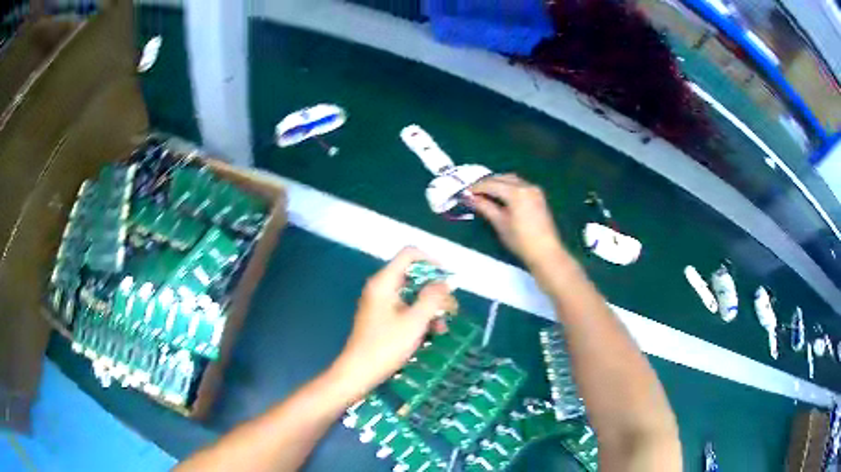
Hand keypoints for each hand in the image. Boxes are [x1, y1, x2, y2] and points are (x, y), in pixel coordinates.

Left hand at [332, 248, 456, 397]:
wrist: (359, 372)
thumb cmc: (386, 345)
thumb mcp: (415, 321)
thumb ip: (432, 298)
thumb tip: (445, 283)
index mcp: (384, 282)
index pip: (409, 254)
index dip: (431, 262)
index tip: (447, 281)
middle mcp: (381, 287)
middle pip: (413, 276)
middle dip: (435, 291)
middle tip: (451, 308)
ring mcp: (380, 303)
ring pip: (411, 295)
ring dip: (430, 308)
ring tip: (443, 327)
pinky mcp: (382, 318)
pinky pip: (405, 309)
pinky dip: (419, 317)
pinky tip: (432, 333)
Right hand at [468, 174, 564, 268]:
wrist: (545, 252)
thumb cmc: (521, 240)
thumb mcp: (500, 223)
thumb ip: (485, 207)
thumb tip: (470, 198)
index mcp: (516, 192)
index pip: (491, 184)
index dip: (477, 187)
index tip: (465, 192)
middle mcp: (526, 186)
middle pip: (502, 178)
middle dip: (486, 183)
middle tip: (473, 193)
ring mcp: (534, 190)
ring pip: (511, 179)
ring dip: (498, 183)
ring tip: (486, 193)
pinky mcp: (538, 196)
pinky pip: (520, 184)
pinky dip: (508, 186)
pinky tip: (501, 195)